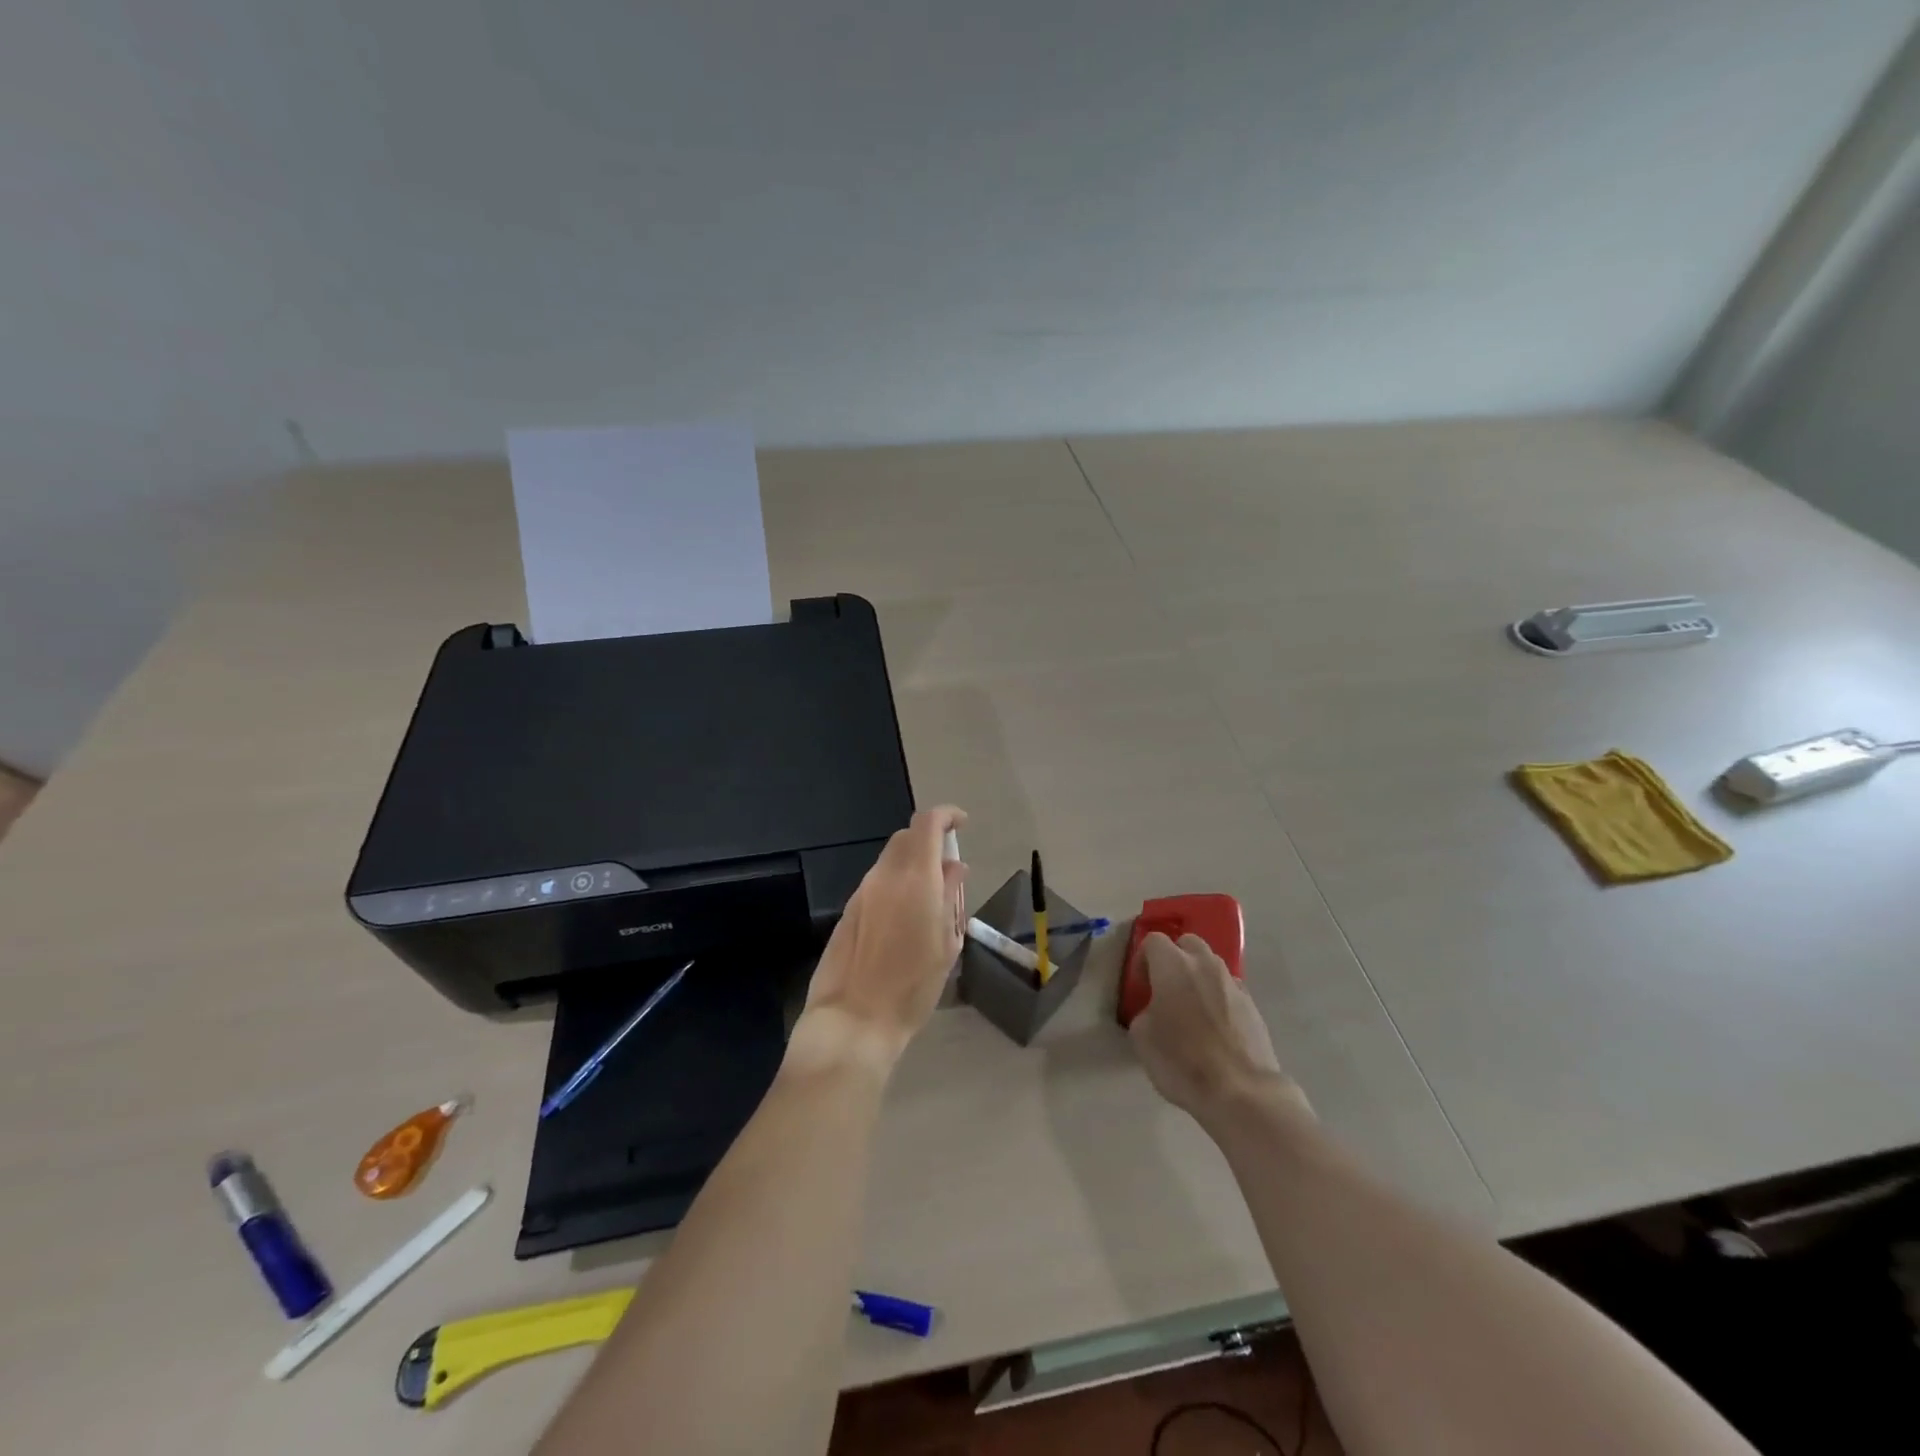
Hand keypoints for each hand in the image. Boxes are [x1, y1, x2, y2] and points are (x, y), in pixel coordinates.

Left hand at [791, 806, 967, 1072]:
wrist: (855, 1019)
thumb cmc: (913, 987)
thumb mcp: (946, 943)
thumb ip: (951, 897)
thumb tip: (954, 867)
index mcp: (916, 879)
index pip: (927, 823)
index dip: (947, 815)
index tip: (962, 825)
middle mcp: (885, 876)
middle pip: (906, 838)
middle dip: (929, 841)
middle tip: (948, 869)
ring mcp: (862, 892)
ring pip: (890, 861)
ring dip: (911, 865)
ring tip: (929, 900)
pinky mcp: (848, 910)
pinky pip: (877, 883)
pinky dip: (895, 885)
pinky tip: (903, 918)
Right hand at [1128, 932, 1308, 1130]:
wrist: (1241, 1091)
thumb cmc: (1182, 1060)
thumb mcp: (1142, 1038)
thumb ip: (1145, 1013)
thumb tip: (1156, 1012)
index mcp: (1173, 966)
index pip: (1154, 941)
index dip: (1142, 960)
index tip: (1141, 986)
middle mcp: (1205, 965)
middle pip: (1188, 944)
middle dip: (1175, 958)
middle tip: (1166, 988)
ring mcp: (1233, 984)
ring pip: (1211, 966)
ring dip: (1198, 977)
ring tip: (1191, 1009)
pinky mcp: (1253, 1006)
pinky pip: (1228, 990)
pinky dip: (1218, 999)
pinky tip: (1214, 1028)